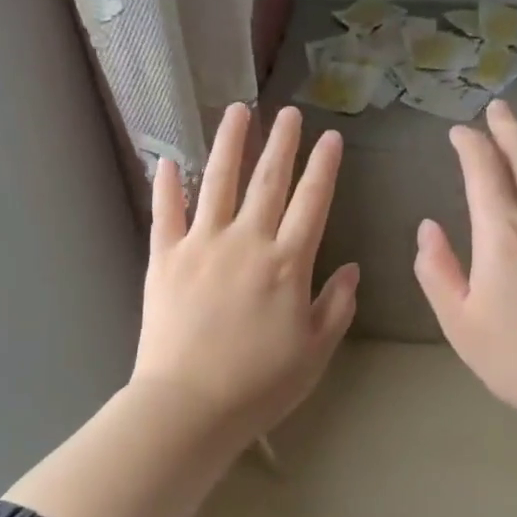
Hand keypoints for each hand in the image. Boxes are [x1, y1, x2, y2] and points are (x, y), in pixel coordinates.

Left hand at [131, 103, 359, 450]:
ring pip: (216, 181)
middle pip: (267, 180)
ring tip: (237, 111)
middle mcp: (246, 241)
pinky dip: (166, 184)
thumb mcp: (314, 352)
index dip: (323, 167)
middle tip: (288, 112)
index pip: (312, 202)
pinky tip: (167, 159)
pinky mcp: (164, 257)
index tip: (330, 138)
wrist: (189, 406)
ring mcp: (201, 245)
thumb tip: (352, 269)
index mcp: (287, 263)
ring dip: (229, 143)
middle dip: (281, 142)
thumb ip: (336, 306)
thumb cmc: (259, 385)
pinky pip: (165, 212)